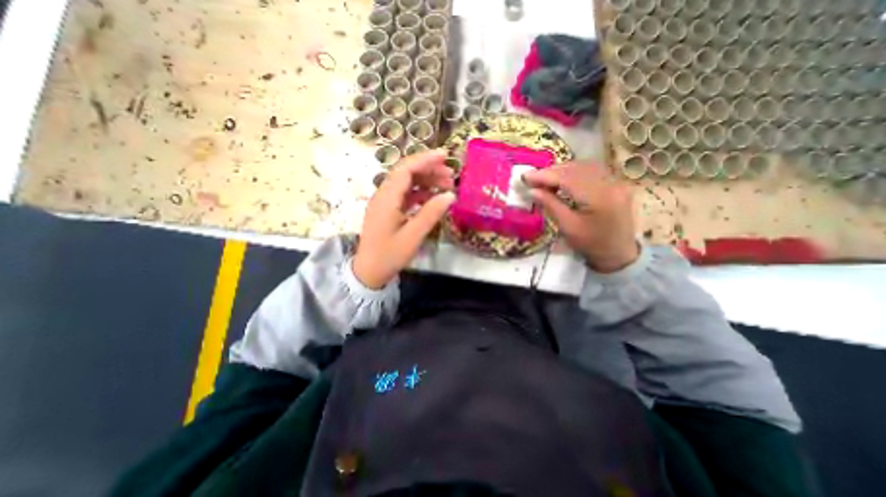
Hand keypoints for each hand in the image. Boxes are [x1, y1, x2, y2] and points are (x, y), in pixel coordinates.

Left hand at [353, 147, 456, 286]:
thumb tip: (450, 195)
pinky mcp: (387, 210)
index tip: (445, 156)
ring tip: (446, 185)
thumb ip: (431, 214)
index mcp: (387, 198)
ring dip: (425, 180)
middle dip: (428, 169)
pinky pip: (404, 194)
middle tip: (450, 175)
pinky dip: (420, 193)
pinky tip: (433, 198)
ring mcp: (384, 202)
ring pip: (406, 183)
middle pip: (406, 172)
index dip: (425, 160)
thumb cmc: (389, 255)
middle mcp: (383, 195)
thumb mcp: (413, 236)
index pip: (406, 169)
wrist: (369, 271)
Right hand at [520, 162, 640, 271]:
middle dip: (552, 171)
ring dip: (562, 170)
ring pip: (584, 166)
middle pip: (576, 168)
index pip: (567, 178)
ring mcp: (616, 182)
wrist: (619, 253)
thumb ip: (551, 205)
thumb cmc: (591, 244)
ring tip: (545, 179)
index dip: (545, 175)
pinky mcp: (616, 184)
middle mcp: (610, 183)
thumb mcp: (568, 227)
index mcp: (599, 197)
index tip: (526, 177)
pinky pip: (592, 170)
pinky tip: (563, 178)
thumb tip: (532, 191)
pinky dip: (574, 172)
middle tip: (533, 178)